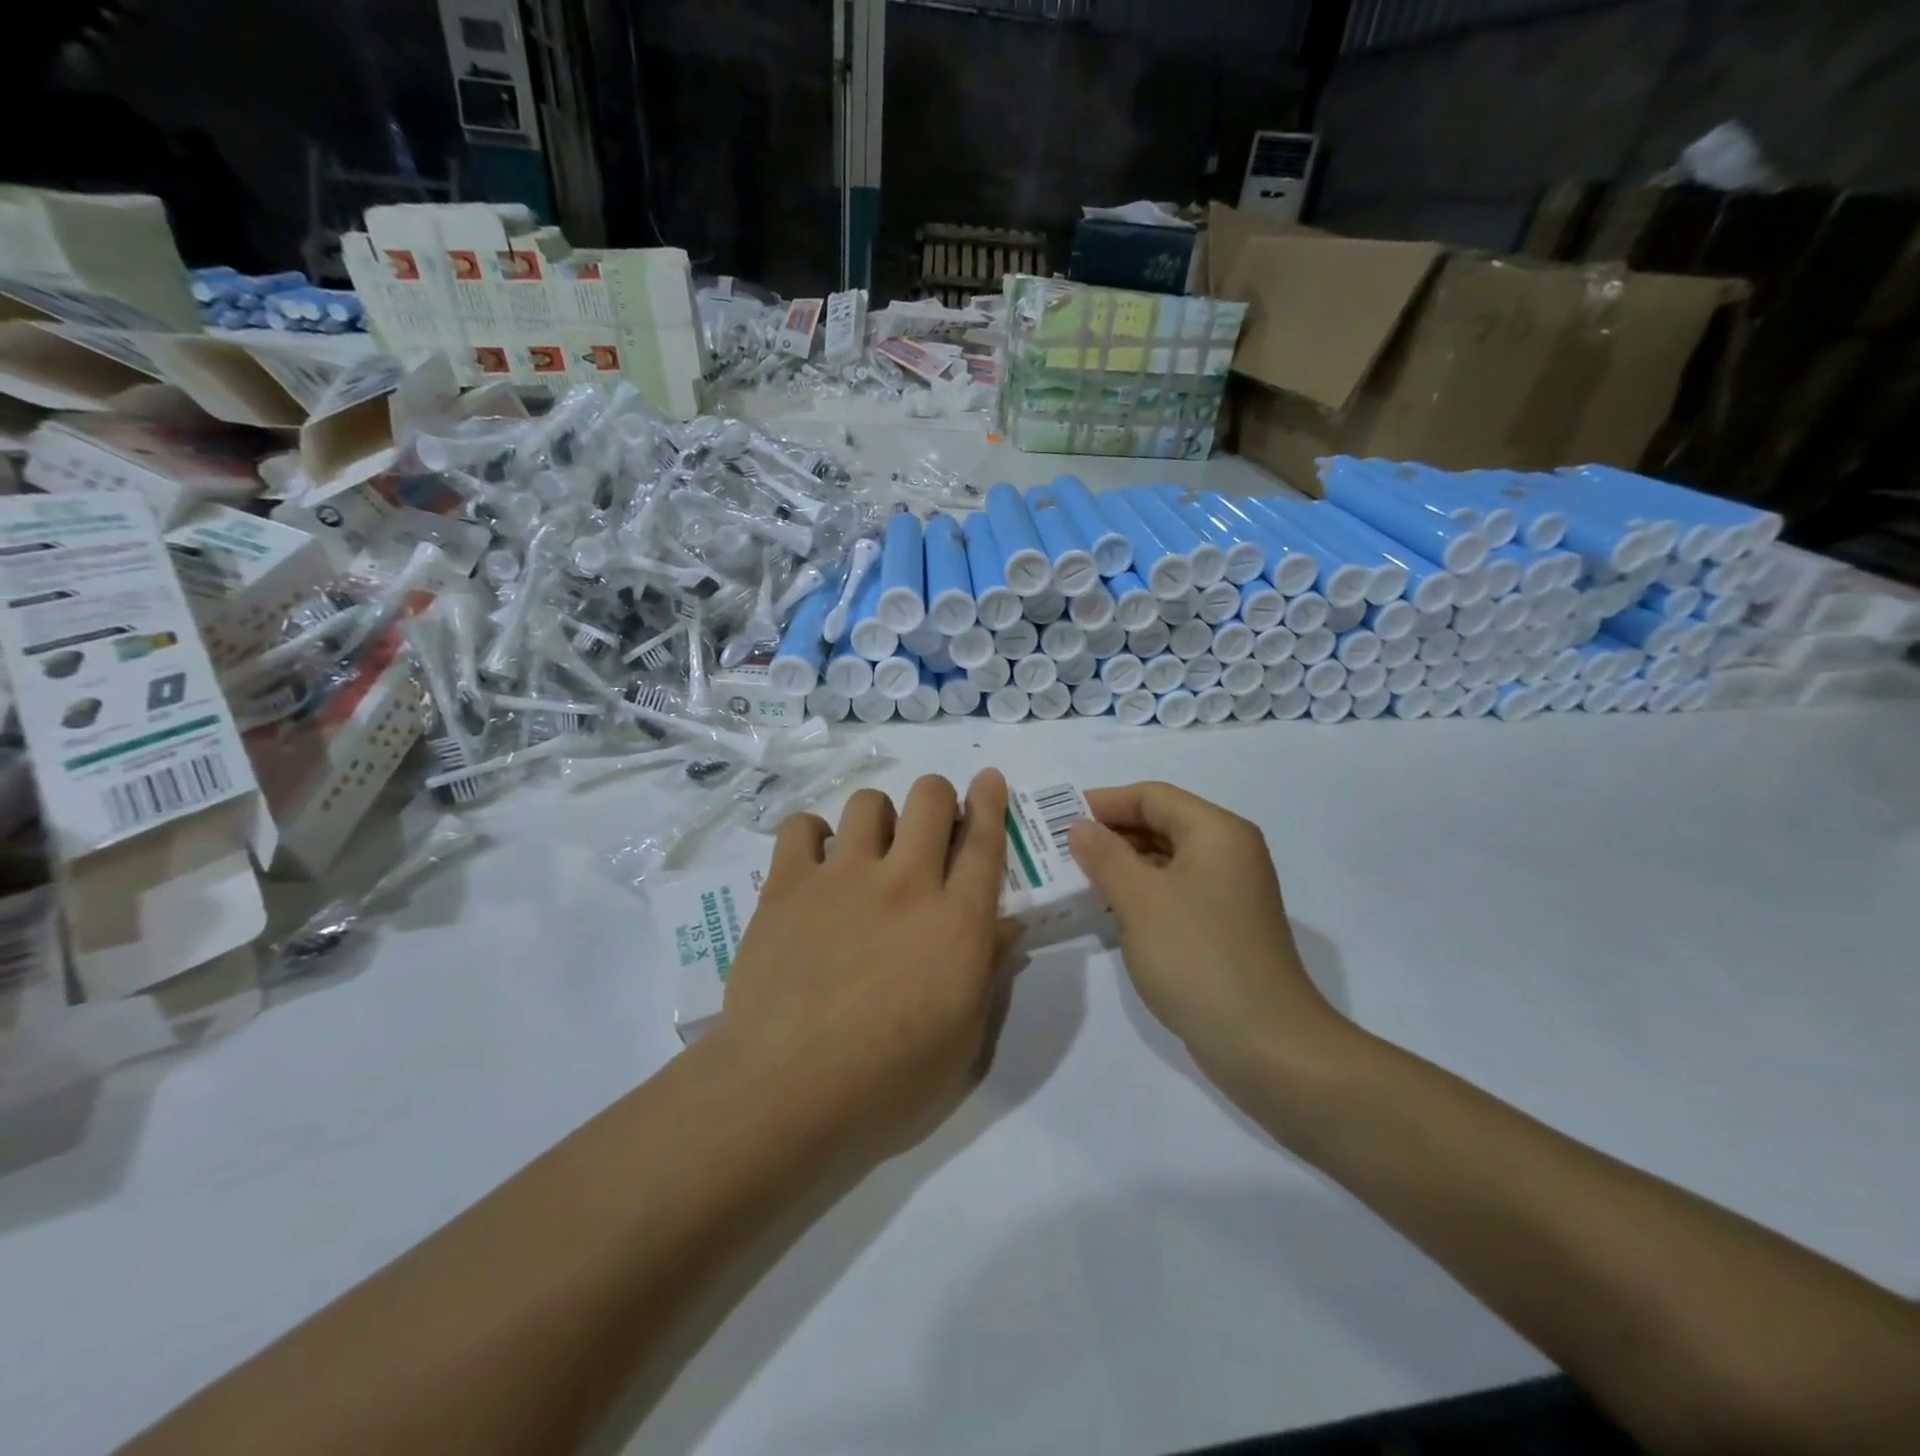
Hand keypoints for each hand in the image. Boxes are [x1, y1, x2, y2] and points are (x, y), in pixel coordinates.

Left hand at [713, 770, 1019, 1162]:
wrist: (787, 1087)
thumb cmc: (888, 1077)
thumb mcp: (963, 1038)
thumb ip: (990, 970)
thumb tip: (1010, 924)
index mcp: (955, 920)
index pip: (983, 841)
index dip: (990, 802)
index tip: (988, 778)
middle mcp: (904, 882)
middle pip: (929, 798)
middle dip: (937, 798)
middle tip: (929, 827)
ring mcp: (843, 876)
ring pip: (869, 803)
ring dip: (879, 817)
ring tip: (869, 851)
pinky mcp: (789, 884)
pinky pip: (802, 826)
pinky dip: (813, 836)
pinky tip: (816, 864)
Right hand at [1068, 781, 1350, 1092]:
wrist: (1266, 1045)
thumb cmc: (1198, 958)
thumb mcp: (1141, 900)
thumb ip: (1105, 856)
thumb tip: (1080, 827)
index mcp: (1216, 832)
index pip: (1152, 796)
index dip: (1103, 802)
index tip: (1057, 819)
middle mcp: (1228, 853)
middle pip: (1160, 824)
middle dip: (1110, 834)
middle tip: (1059, 850)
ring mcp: (1228, 892)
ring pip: (1165, 860)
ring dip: (1121, 865)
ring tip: (1074, 878)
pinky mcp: (1222, 927)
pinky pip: (1173, 893)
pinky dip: (1140, 893)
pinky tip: (1108, 910)